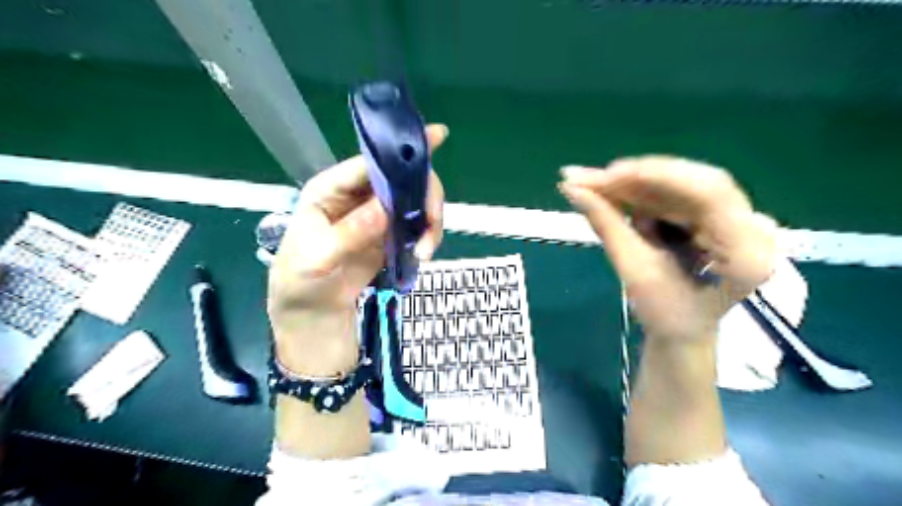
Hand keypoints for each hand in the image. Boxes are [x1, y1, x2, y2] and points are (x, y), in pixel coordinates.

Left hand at [270, 123, 447, 372]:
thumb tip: (386, 209)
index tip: (437, 138)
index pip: (369, 162)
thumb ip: (349, 233)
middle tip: (432, 222)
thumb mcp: (316, 258)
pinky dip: (428, 236)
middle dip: (424, 196)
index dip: (401, 150)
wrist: (314, 312)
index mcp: (332, 189)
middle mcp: (359, 195)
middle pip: (402, 178)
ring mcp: (379, 215)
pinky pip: (419, 225)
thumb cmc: (302, 280)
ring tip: (425, 252)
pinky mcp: (392, 235)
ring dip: (430, 222)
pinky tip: (423, 253)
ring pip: (416, 201)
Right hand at [558, 155, 775, 341]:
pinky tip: (614, 196)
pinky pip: (678, 194)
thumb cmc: (666, 315)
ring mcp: (739, 218)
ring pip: (681, 184)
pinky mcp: (719, 216)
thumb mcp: (635, 271)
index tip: (606, 175)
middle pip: (692, 182)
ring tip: (592, 187)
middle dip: (636, 179)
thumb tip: (570, 188)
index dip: (654, 175)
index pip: (707, 191)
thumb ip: (606, 225)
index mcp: (746, 252)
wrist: (686, 333)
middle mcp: (753, 227)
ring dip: (634, 185)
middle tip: (588, 179)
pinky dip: (643, 195)